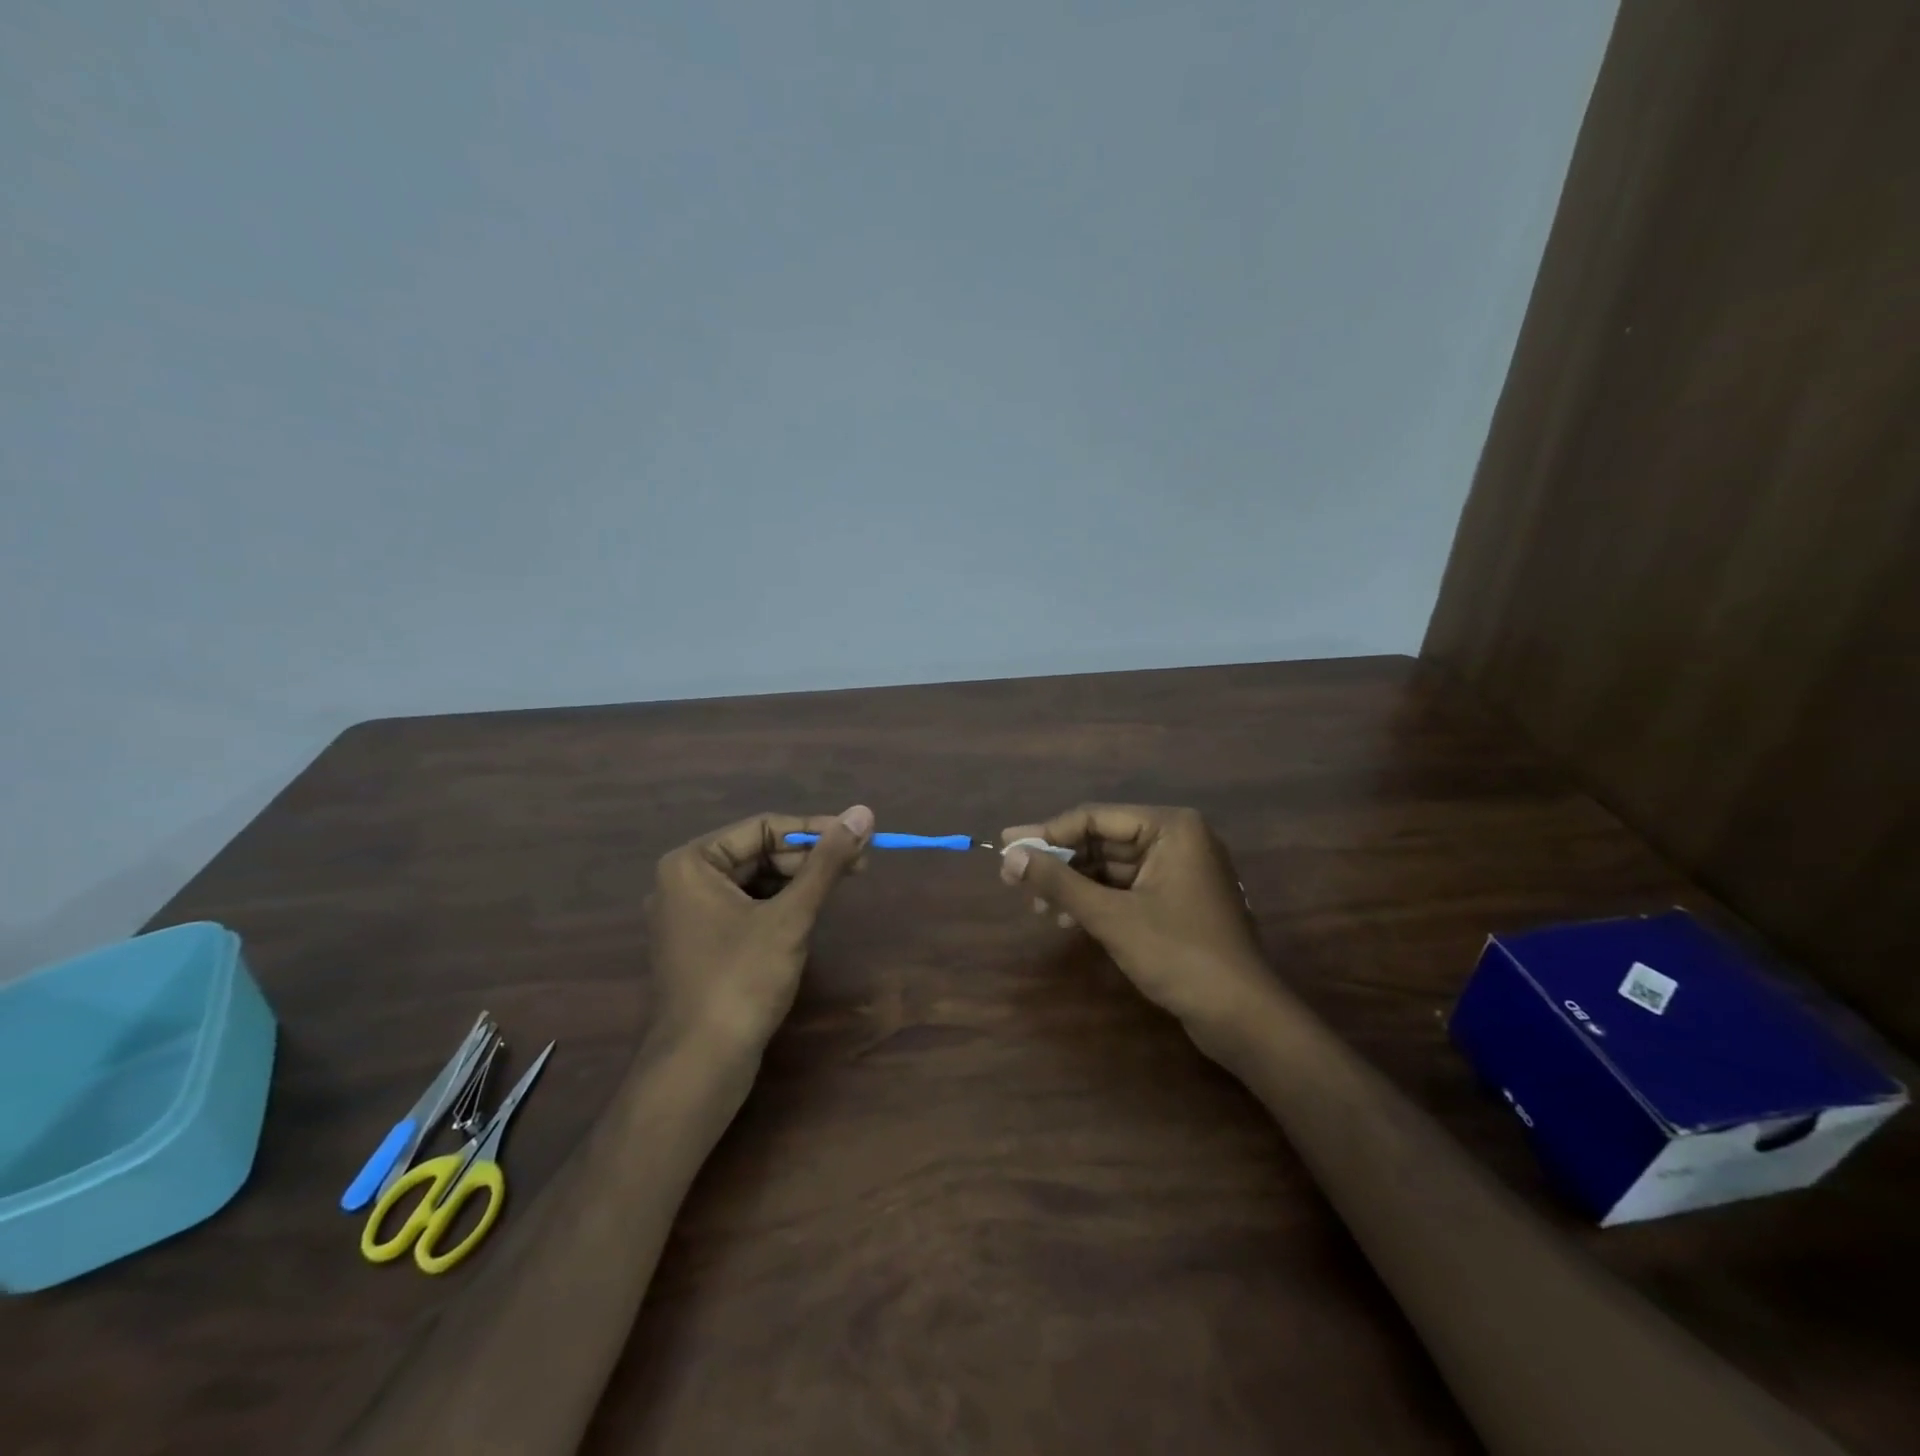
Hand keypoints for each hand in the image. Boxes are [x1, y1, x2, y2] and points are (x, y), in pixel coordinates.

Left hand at [646, 806, 873, 1056]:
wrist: (700, 1066)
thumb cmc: (742, 981)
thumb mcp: (791, 916)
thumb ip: (827, 862)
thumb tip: (863, 812)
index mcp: (691, 864)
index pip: (763, 828)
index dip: (814, 830)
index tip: (859, 838)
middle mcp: (683, 882)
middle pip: (758, 852)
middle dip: (809, 858)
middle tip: (860, 866)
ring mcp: (690, 916)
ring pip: (755, 881)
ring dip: (798, 882)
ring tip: (840, 888)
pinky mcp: (702, 944)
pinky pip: (746, 908)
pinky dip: (779, 906)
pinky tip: (808, 916)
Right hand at [999, 805, 1274, 1034]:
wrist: (1242, 1016)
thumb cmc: (1179, 955)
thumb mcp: (1111, 917)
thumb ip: (1059, 883)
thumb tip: (1009, 857)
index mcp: (1171, 827)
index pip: (1095, 818)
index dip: (1047, 832)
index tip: (1006, 844)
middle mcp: (1177, 839)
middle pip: (1102, 840)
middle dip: (1059, 862)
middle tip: (1013, 877)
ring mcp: (1180, 870)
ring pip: (1112, 866)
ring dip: (1073, 884)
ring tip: (1036, 906)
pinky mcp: (1177, 899)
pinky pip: (1126, 887)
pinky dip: (1096, 899)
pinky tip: (1067, 917)